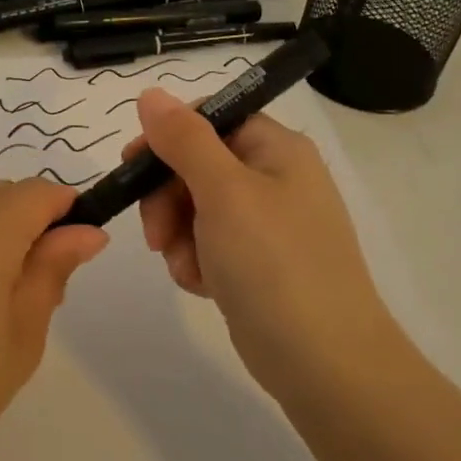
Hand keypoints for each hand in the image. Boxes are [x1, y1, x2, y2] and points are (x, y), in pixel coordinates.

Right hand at [130, 87, 388, 406]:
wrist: (326, 366)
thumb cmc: (274, 264)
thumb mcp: (223, 192)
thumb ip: (183, 139)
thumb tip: (150, 94)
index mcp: (275, 148)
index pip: (208, 117)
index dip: (167, 137)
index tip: (133, 165)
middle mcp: (273, 178)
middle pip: (195, 163)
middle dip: (167, 197)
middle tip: (157, 233)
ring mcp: (266, 223)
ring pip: (194, 207)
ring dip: (177, 235)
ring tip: (186, 267)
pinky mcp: (257, 263)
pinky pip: (207, 244)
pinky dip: (195, 261)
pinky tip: (203, 286)